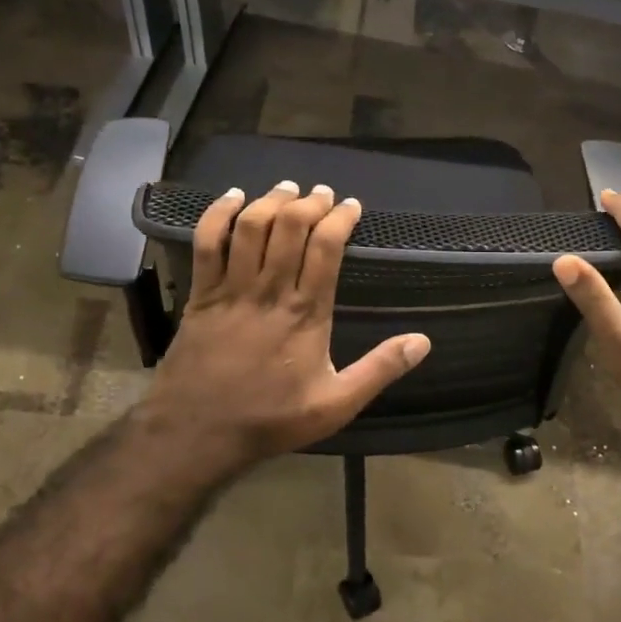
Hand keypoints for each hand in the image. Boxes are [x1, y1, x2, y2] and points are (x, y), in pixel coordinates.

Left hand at [141, 180, 431, 469]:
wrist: (197, 432)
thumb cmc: (271, 419)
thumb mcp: (336, 404)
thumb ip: (379, 370)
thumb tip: (423, 341)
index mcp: (306, 312)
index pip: (326, 248)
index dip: (340, 219)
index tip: (351, 206)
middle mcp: (269, 291)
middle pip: (290, 228)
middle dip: (309, 203)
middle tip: (322, 193)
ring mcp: (231, 289)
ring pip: (251, 228)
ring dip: (271, 201)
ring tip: (288, 189)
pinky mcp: (201, 294)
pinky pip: (207, 243)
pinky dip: (218, 214)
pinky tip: (232, 198)